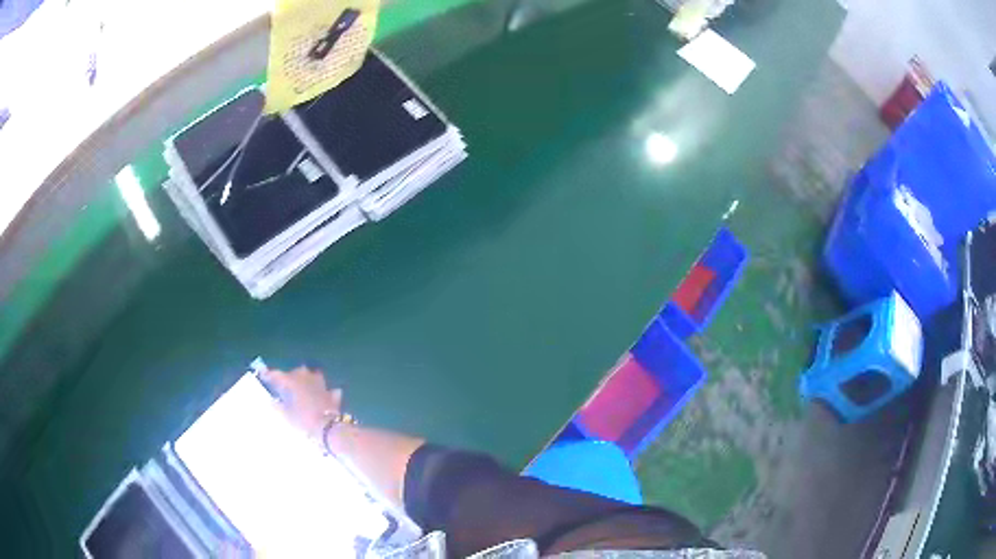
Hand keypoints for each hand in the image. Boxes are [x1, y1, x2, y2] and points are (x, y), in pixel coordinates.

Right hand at [261, 366, 341, 439]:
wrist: (328, 427)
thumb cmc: (303, 420)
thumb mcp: (286, 415)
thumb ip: (277, 406)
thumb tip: (272, 401)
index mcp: (293, 381)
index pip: (278, 374)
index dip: (270, 375)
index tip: (263, 375)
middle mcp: (307, 378)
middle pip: (296, 372)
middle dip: (290, 377)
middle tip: (285, 385)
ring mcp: (321, 385)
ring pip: (313, 376)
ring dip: (307, 380)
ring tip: (302, 387)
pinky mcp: (332, 394)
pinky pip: (326, 389)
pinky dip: (323, 392)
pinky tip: (321, 397)